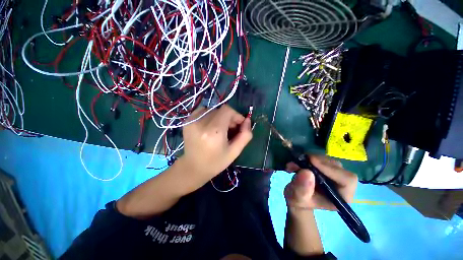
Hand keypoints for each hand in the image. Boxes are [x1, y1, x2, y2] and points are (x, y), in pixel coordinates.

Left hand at [178, 105, 252, 187]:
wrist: (193, 168)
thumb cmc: (216, 162)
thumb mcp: (235, 151)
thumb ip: (245, 135)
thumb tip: (247, 120)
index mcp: (214, 132)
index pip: (227, 110)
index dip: (236, 115)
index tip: (239, 125)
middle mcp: (201, 123)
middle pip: (220, 110)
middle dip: (229, 118)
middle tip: (230, 130)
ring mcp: (192, 121)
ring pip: (212, 109)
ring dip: (219, 116)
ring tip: (220, 129)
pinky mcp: (187, 121)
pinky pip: (203, 111)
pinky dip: (210, 115)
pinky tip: (210, 126)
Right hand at [285, 155, 356, 210]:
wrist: (297, 195)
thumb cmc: (299, 200)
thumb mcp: (297, 198)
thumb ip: (302, 189)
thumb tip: (307, 172)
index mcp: (341, 197)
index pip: (347, 180)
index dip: (331, 169)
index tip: (311, 161)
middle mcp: (342, 184)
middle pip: (337, 166)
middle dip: (316, 162)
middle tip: (299, 160)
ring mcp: (334, 174)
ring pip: (327, 160)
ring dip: (309, 159)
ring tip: (294, 164)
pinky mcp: (326, 167)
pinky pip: (319, 157)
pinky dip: (307, 157)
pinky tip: (297, 163)